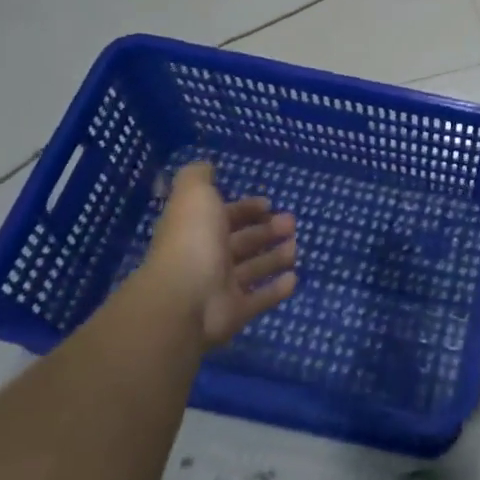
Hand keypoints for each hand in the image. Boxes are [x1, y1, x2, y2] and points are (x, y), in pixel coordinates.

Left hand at [140, 162, 297, 345]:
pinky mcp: (235, 313)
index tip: (268, 203)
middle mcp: (208, 258)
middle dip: (266, 231)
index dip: (245, 209)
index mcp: (198, 230)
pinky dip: (276, 290)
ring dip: (274, 258)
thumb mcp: (194, 195)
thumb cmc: (192, 241)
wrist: (184, 299)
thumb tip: (207, 166)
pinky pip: (259, 300)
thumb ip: (198, 176)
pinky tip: (294, 279)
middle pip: (241, 243)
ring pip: (252, 270)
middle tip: (291, 223)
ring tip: (296, 248)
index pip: (224, 217)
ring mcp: (221, 288)